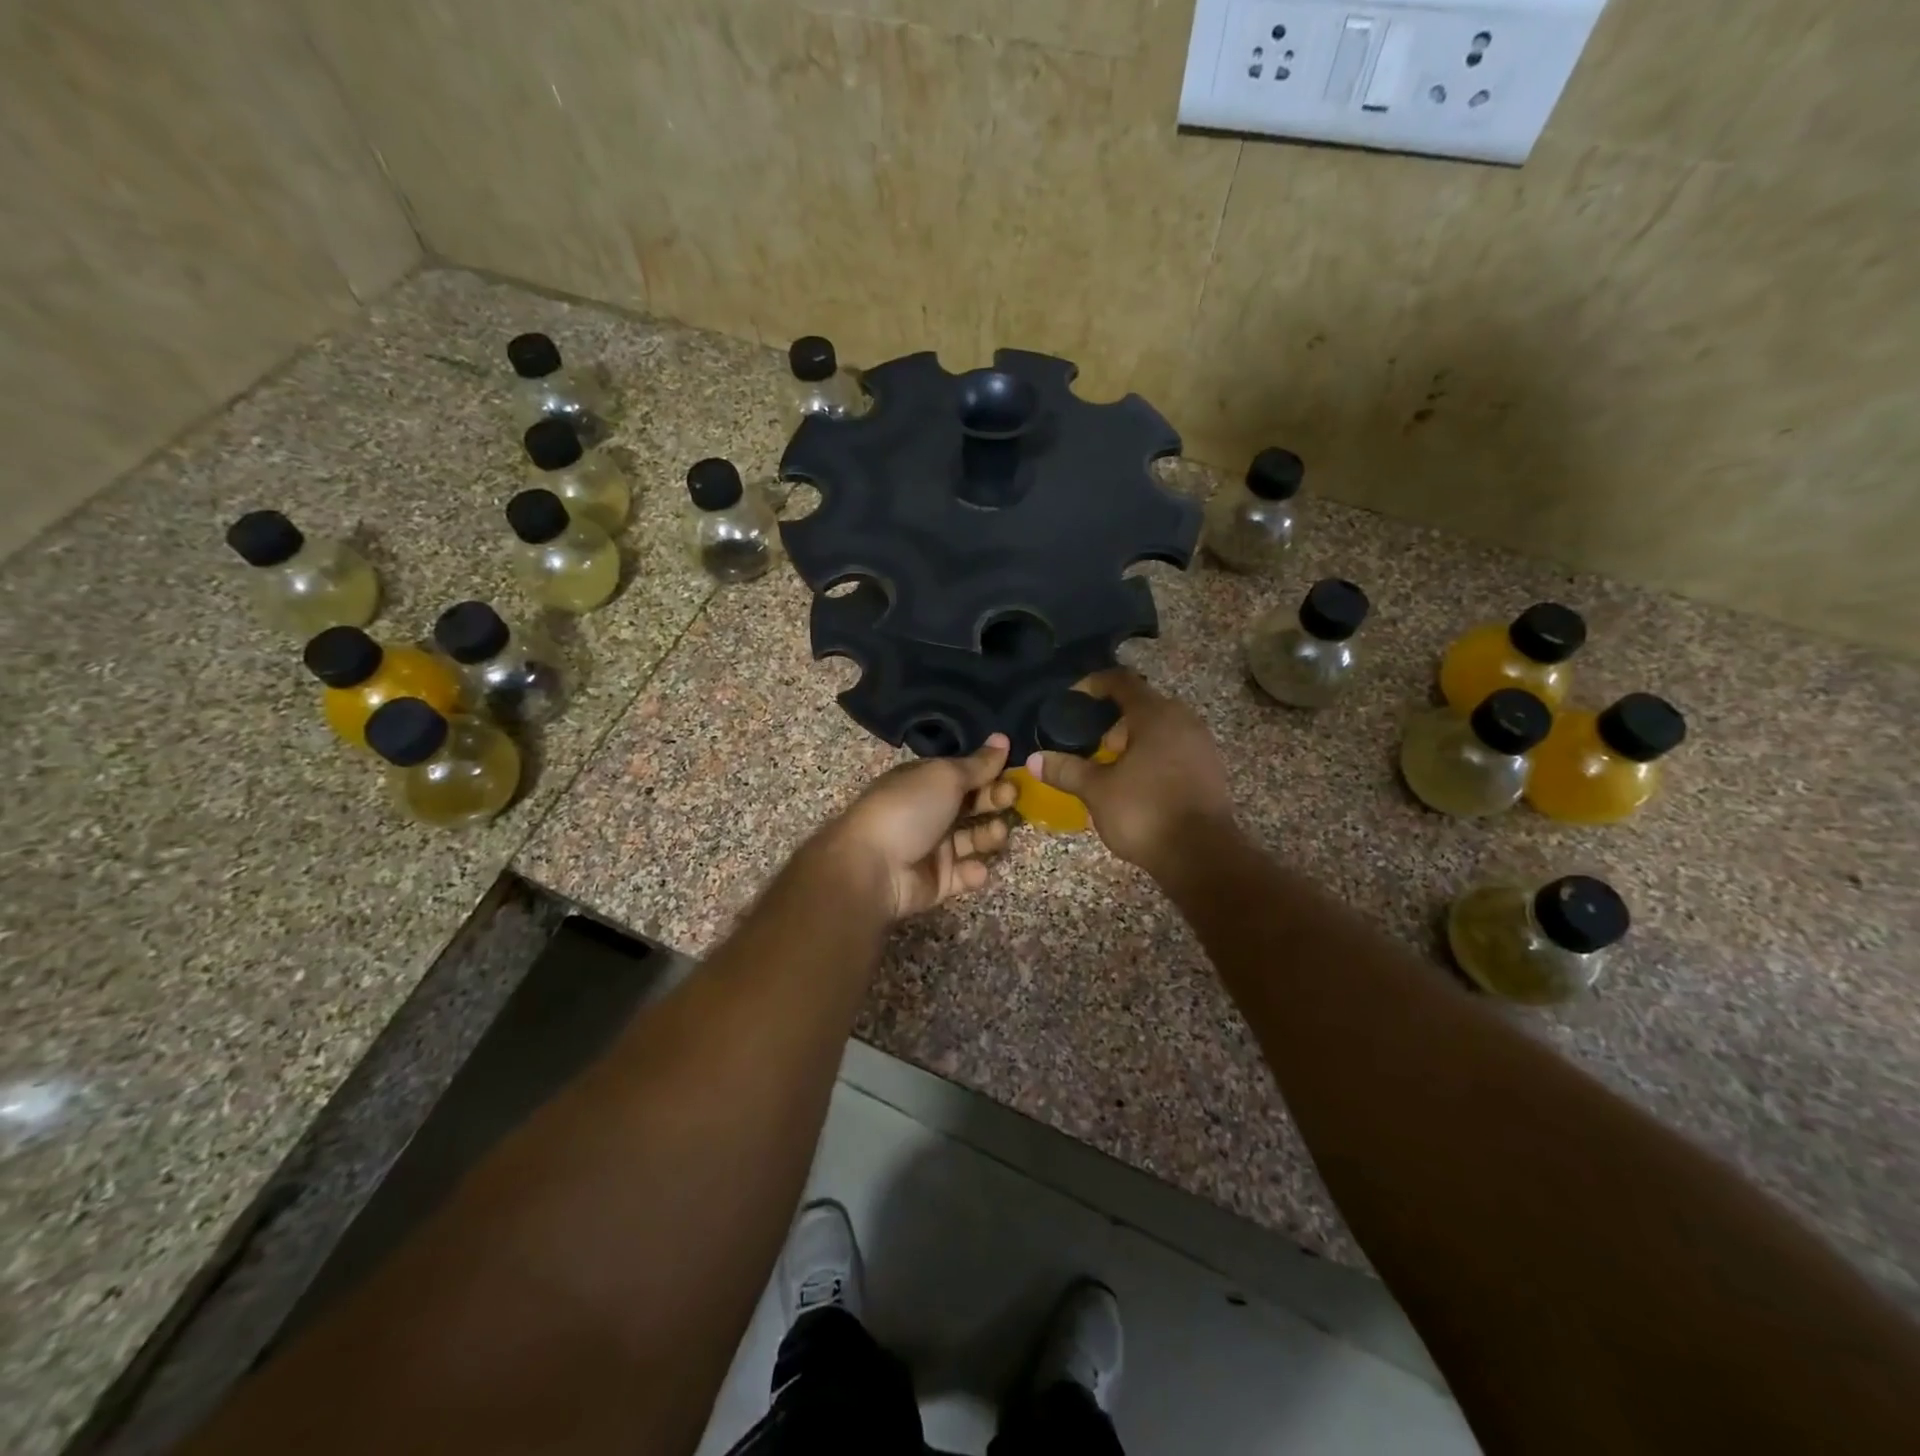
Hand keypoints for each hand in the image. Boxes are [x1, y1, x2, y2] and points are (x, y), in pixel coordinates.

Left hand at [818, 735, 1017, 920]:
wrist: (872, 867)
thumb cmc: (908, 809)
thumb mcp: (945, 776)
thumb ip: (978, 763)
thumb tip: (1002, 739)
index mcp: (924, 782)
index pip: (963, 773)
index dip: (989, 771)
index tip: (1014, 771)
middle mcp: (928, 812)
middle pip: (972, 804)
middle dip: (994, 800)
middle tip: (1011, 798)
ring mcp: (932, 848)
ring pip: (973, 839)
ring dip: (990, 835)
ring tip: (997, 833)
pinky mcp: (937, 882)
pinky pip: (964, 874)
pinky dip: (973, 872)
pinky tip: (974, 868)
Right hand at [1028, 670, 1234, 876]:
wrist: (1202, 856)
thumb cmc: (1145, 812)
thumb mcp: (1096, 791)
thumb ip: (1066, 770)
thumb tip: (1034, 760)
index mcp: (1155, 715)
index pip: (1121, 681)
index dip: (1094, 685)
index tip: (1073, 700)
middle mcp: (1183, 720)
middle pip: (1143, 704)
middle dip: (1112, 720)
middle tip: (1089, 742)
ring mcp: (1202, 745)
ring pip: (1161, 728)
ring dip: (1134, 739)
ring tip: (1109, 765)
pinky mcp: (1210, 770)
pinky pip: (1175, 749)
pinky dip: (1153, 755)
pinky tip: (1136, 782)